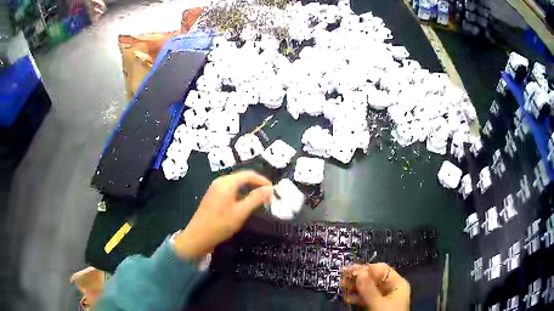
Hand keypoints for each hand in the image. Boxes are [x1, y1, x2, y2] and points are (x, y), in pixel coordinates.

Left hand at [174, 171, 272, 258]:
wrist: (198, 236)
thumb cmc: (221, 224)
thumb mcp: (241, 212)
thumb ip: (256, 198)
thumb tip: (269, 188)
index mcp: (227, 183)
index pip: (248, 174)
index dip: (262, 180)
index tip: (273, 190)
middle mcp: (220, 182)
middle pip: (242, 177)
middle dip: (256, 184)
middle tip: (268, 196)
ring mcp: (214, 188)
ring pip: (235, 183)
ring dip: (248, 189)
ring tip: (259, 200)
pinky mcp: (212, 196)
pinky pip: (229, 189)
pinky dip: (240, 193)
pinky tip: (245, 203)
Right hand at [341, 263, 409, 310]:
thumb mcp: (378, 304)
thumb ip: (369, 289)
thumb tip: (359, 271)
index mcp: (397, 284)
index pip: (382, 270)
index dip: (366, 268)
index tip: (350, 270)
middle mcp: (391, 289)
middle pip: (374, 278)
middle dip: (358, 278)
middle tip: (342, 277)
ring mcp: (383, 298)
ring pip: (368, 288)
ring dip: (355, 287)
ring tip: (342, 286)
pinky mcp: (376, 306)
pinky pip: (366, 298)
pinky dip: (357, 297)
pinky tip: (348, 298)